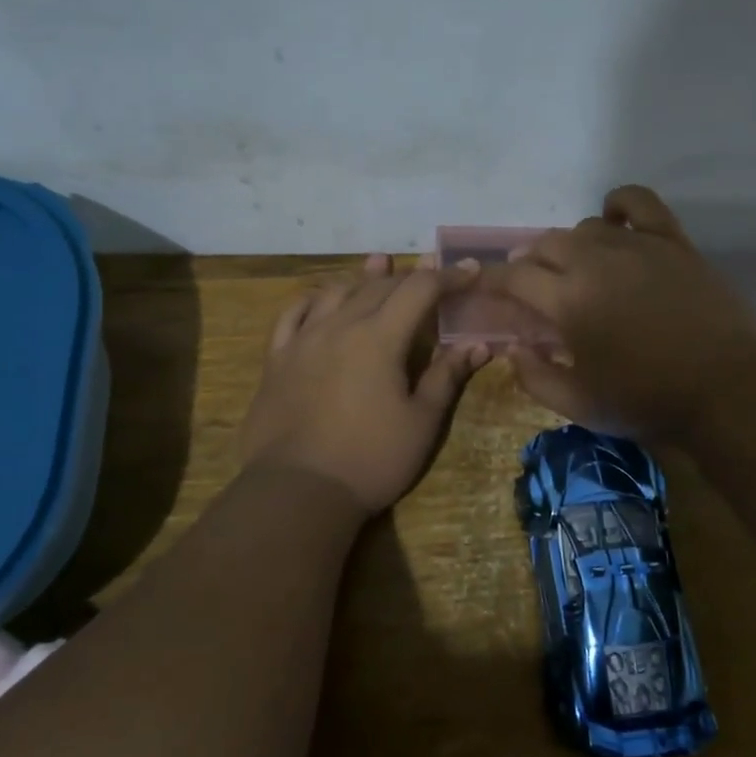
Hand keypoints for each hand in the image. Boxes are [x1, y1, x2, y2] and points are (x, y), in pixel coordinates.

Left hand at [240, 254, 488, 513]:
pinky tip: (320, 298)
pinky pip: (292, 314)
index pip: (420, 290)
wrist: (297, 491)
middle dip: (410, 275)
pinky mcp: (277, 359)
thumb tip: (478, 344)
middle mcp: (340, 326)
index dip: (449, 277)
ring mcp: (303, 340)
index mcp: (380, 338)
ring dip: (363, 277)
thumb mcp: (421, 422)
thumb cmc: (371, 460)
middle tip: (433, 273)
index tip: (471, 270)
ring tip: (380, 265)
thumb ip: (447, 376)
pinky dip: (312, 299)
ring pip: (336, 292)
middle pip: (379, 285)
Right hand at [475, 185, 755, 441]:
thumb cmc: (648, 400)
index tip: (482, 286)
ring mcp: (637, 245)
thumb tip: (512, 349)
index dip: (491, 279)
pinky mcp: (672, 241)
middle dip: (528, 263)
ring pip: (585, 227)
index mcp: (568, 300)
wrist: (728, 389)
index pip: (513, 276)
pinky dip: (618, 204)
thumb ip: (535, 377)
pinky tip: (612, 218)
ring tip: (573, 267)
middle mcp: (595, 260)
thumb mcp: (579, 406)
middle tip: (530, 286)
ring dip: (568, 245)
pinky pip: (639, 203)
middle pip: (545, 245)